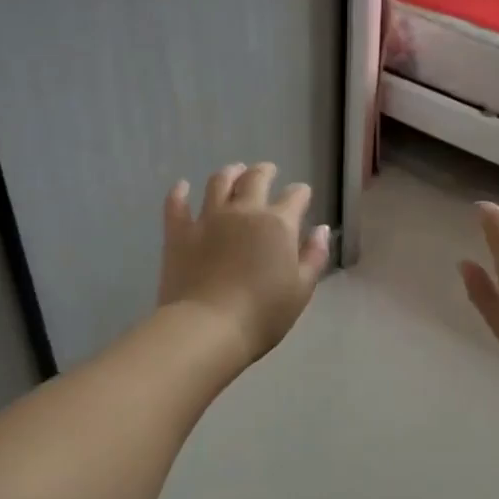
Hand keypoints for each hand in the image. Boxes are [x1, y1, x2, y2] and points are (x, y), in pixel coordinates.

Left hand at [158, 163, 331, 363]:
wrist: (208, 328)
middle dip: (265, 171)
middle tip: (267, 170)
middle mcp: (243, 211)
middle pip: (255, 178)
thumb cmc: (263, 314)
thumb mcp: (301, 290)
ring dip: (229, 173)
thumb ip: (314, 256)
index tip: (302, 195)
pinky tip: (182, 187)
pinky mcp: (179, 233)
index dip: (301, 194)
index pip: (295, 197)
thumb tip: (322, 229)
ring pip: (218, 182)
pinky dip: (179, 193)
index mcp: (278, 223)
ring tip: (233, 171)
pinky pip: (176, 204)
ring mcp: (208, 218)